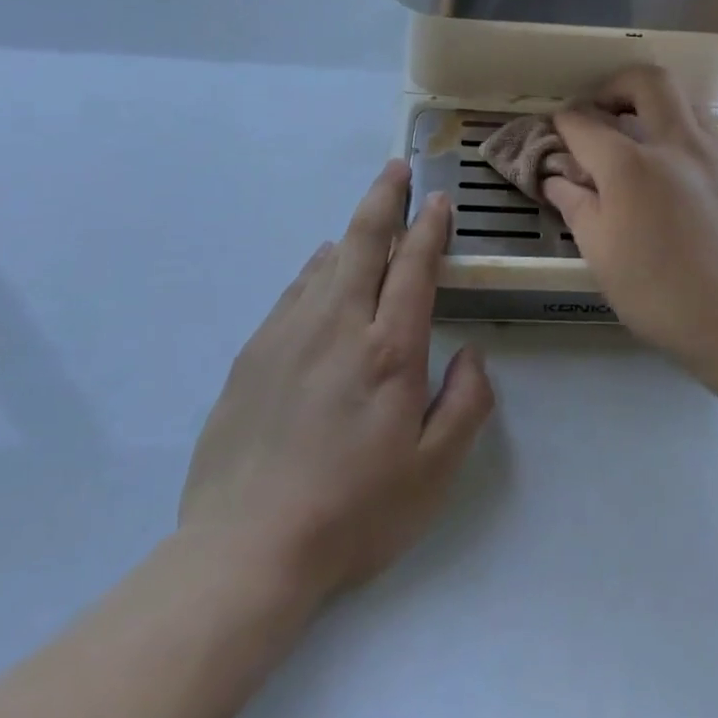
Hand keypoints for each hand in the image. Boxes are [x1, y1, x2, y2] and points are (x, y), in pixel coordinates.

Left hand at [175, 161, 494, 606]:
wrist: (245, 548)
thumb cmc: (353, 513)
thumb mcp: (433, 472)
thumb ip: (466, 403)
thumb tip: (472, 354)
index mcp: (389, 348)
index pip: (414, 265)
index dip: (428, 227)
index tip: (437, 200)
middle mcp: (338, 324)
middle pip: (362, 241)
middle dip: (383, 198)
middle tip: (394, 169)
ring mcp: (289, 334)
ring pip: (325, 262)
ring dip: (350, 235)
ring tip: (365, 225)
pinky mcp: (254, 353)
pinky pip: (293, 292)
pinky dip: (315, 271)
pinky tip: (319, 275)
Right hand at [543, 66, 717, 390]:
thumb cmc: (664, 297)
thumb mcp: (602, 257)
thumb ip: (576, 205)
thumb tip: (557, 177)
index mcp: (632, 165)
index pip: (585, 124)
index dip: (563, 123)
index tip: (556, 132)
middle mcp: (677, 142)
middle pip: (645, 80)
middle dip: (614, 85)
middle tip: (600, 110)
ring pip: (684, 98)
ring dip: (653, 103)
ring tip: (638, 135)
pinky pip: (708, 127)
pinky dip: (683, 128)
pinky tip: (676, 166)